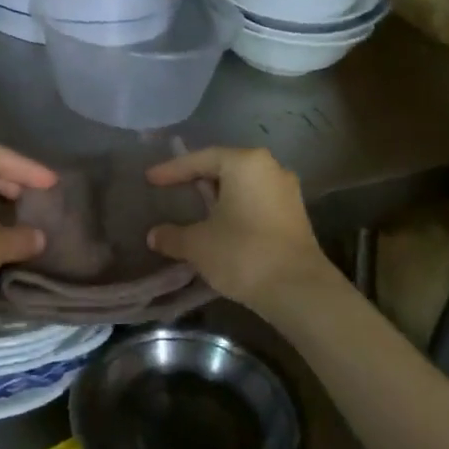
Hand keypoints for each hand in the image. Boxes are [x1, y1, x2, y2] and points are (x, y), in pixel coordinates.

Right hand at [144, 147, 337, 308]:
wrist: (297, 289)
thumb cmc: (243, 253)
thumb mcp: (198, 244)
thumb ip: (173, 236)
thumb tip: (154, 235)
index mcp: (246, 164)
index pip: (201, 159)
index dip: (173, 170)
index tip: (150, 179)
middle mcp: (270, 168)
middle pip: (226, 168)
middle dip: (198, 180)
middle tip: (173, 189)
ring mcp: (287, 191)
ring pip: (244, 186)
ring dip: (219, 196)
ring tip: (196, 208)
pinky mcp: (295, 215)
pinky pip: (257, 202)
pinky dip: (236, 209)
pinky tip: (222, 226)